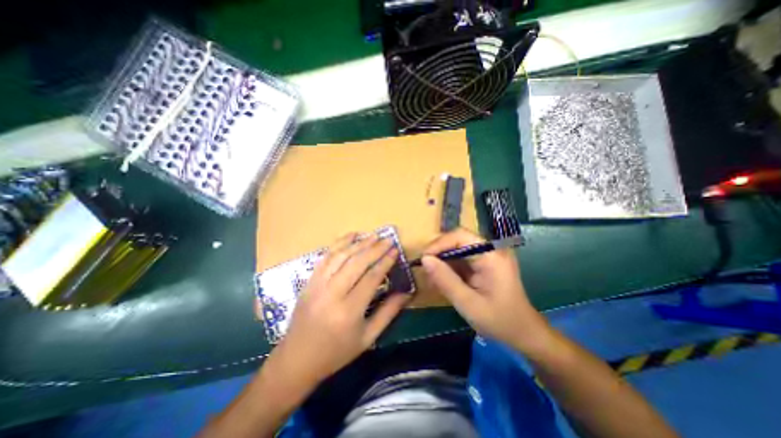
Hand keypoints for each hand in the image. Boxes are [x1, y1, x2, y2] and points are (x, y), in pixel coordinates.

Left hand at [265, 233, 410, 386]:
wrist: (297, 358)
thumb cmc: (336, 352)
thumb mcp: (368, 337)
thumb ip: (388, 312)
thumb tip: (406, 293)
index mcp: (349, 311)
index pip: (371, 278)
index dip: (385, 262)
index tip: (396, 250)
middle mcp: (332, 293)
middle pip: (357, 263)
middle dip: (375, 248)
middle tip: (388, 239)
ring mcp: (318, 284)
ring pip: (341, 256)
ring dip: (359, 243)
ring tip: (373, 235)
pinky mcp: (309, 280)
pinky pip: (326, 257)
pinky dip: (339, 243)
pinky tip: (350, 235)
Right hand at [421, 230, 547, 351]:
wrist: (524, 333)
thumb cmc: (499, 320)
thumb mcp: (468, 303)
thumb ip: (445, 280)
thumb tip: (424, 260)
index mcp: (492, 256)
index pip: (460, 236)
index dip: (439, 244)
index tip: (423, 259)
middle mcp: (491, 250)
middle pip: (458, 240)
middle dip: (439, 252)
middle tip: (425, 269)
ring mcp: (488, 256)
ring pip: (457, 248)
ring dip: (442, 260)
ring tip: (431, 277)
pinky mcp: (484, 263)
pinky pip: (462, 258)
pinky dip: (449, 267)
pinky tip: (442, 280)